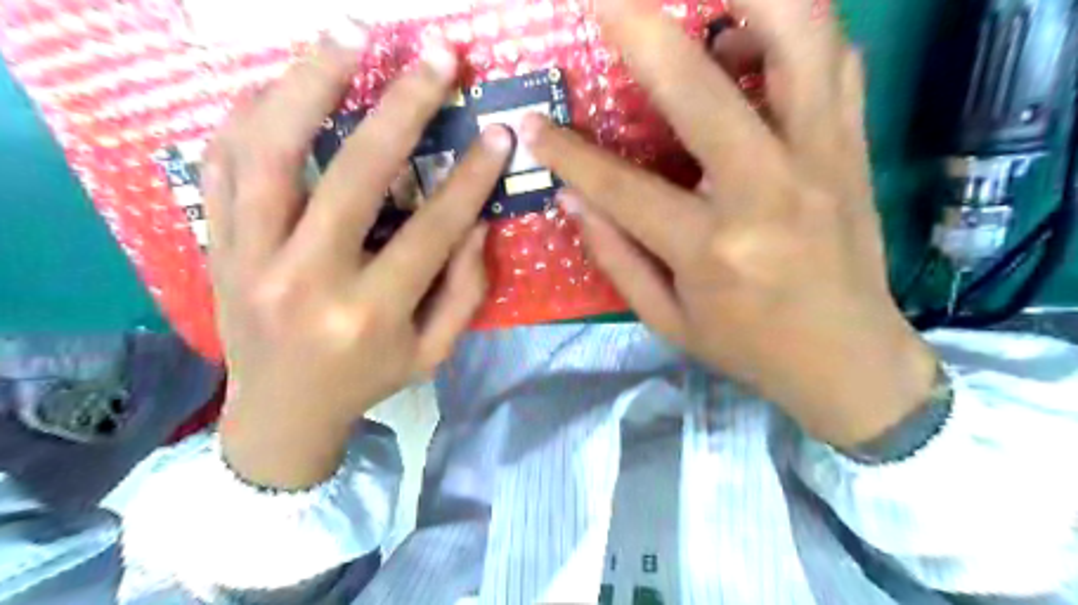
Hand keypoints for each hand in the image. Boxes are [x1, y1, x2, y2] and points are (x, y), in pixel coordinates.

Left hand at [207, 28, 517, 490]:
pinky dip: (249, 111)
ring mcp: (250, 258)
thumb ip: (464, 290)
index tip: (498, 133)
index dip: (471, 177)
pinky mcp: (217, 246)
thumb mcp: (433, 352)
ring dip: (310, 82)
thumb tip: (477, 222)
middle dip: (403, 107)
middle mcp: (307, 280)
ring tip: (348, 34)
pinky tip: (282, 81)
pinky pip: (222, 162)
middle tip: (436, 57)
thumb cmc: (368, 382)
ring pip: (270, 151)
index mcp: (370, 314)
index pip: (432, 230)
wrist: (280, 414)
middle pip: (354, 174)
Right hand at [526, 1, 940, 445]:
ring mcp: (823, 157)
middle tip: (604, 2)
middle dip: (640, 31)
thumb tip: (573, 196)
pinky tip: (756, 37)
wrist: (848, 359)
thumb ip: (615, 256)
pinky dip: (795, 28)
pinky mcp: (854, 146)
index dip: (568, 154)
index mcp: (712, 249)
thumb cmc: (749, 347)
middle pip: (701, 87)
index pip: (622, 186)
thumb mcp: (667, 321)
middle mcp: (768, 190)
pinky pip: (837, 57)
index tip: (532, 125)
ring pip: (800, 37)